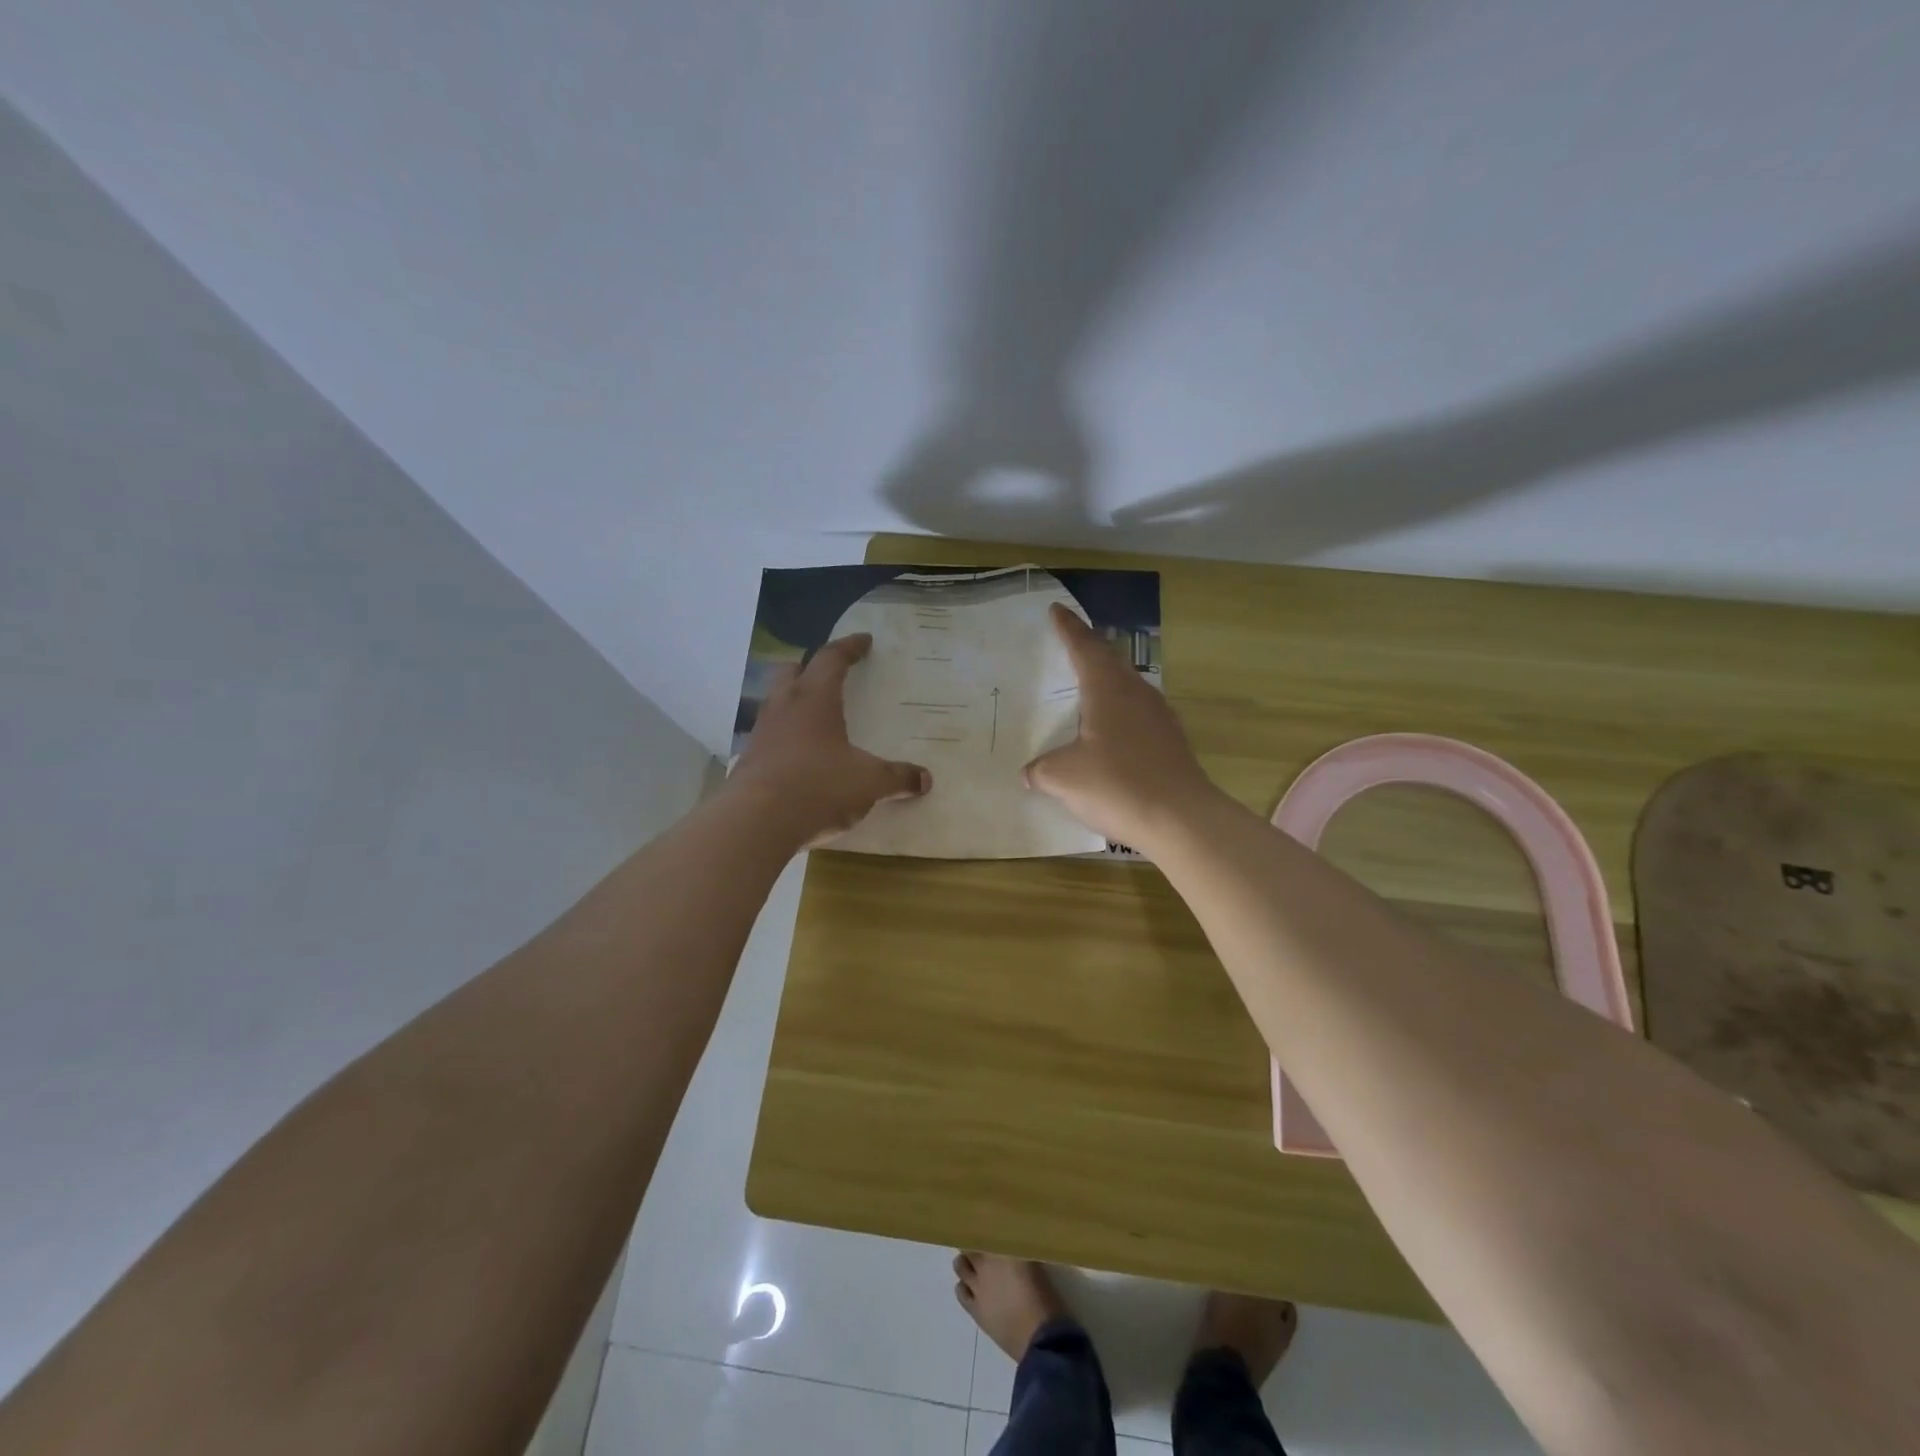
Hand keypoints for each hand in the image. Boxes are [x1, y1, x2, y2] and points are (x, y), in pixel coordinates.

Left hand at [728, 634, 931, 846]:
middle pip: (793, 671)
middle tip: (831, 674)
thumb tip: (924, 780)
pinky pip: (770, 736)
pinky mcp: (748, 760)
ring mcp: (761, 733)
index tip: (864, 641)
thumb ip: (897, 778)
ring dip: (795, 702)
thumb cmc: (818, 786)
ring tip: (817, 717)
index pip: (832, 658)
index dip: (849, 647)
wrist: (756, 822)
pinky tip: (801, 756)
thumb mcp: (868, 782)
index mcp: (815, 698)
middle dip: (812, 667)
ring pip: (777, 702)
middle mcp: (784, 706)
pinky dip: (786, 737)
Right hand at [1023, 604, 1219, 850]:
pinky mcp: (1170, 741)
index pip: (1085, 647)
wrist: (1181, 819)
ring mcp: (1159, 717)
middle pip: (1110, 660)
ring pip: (1128, 685)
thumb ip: (1041, 770)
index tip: (1057, 610)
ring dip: (1107, 678)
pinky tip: (1111, 730)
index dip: (1068, 628)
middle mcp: (1136, 694)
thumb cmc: (1117, 785)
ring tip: (1088, 684)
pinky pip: (1138, 712)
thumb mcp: (1063, 778)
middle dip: (1089, 647)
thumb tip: (1029, 773)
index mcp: (1108, 690)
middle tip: (1071, 641)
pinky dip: (1119, 710)